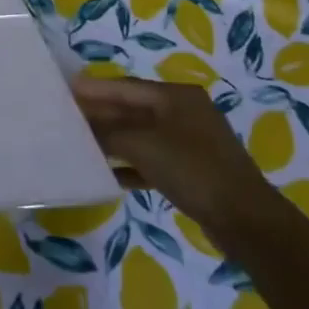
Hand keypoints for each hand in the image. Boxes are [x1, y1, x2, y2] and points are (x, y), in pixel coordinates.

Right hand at [69, 73, 271, 230]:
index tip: (63, 90)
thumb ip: (107, 132)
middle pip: (131, 110)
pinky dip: (129, 164)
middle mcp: (183, 113)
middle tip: (65, 119)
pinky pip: (151, 160)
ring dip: (111, 141)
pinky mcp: (190, 171)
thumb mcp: (143, 145)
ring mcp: (188, 143)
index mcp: (176, 96)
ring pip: (140, 136)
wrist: (245, 221)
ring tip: (78, 145)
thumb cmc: (193, 170)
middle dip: (100, 116)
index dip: (93, 89)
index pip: (124, 87)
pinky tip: (106, 174)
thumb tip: (79, 125)